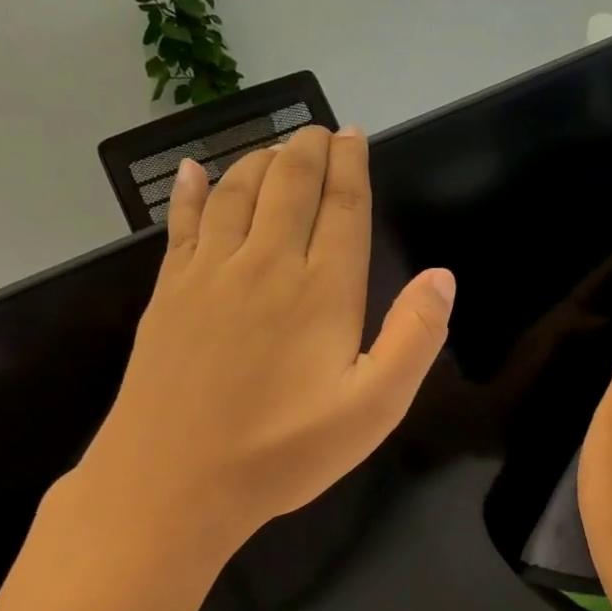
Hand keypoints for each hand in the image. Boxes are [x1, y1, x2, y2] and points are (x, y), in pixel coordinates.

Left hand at [72, 126, 455, 560]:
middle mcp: (267, 264)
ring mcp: (210, 274)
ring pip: (237, 194)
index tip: (353, 137)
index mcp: (323, 291)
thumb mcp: (374, 408)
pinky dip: (190, 192)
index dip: (351, 168)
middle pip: (290, 187)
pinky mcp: (169, 293)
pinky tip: (192, 172)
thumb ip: (414, 338)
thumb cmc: (285, 450)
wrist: (174, 480)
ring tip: (275, 148)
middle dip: (308, 151)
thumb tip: (442, 277)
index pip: (342, 209)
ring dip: (259, 162)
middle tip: (319, 130)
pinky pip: (182, 224)